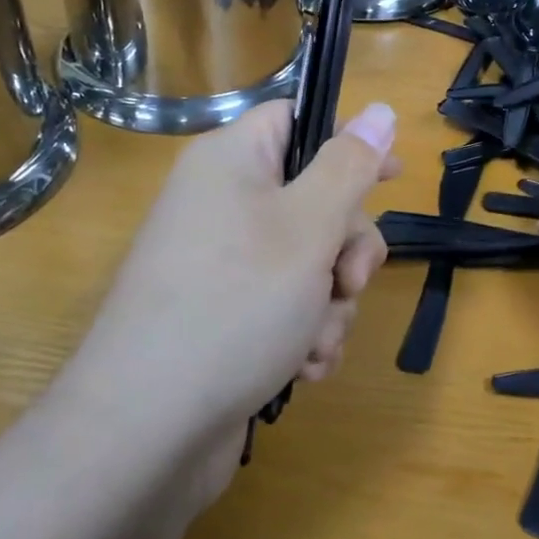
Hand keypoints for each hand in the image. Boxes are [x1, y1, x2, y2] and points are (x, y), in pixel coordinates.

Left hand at [59, 100, 398, 491]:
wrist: (147, 429)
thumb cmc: (236, 305)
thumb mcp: (308, 227)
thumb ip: (349, 166)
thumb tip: (380, 109)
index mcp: (231, 163)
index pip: (295, 120)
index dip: (347, 143)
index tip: (391, 177)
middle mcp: (222, 206)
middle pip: (314, 200)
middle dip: (347, 249)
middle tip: (348, 282)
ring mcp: (222, 267)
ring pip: (310, 264)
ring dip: (330, 304)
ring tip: (312, 341)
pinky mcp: (226, 318)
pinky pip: (286, 308)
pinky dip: (303, 335)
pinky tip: (300, 369)